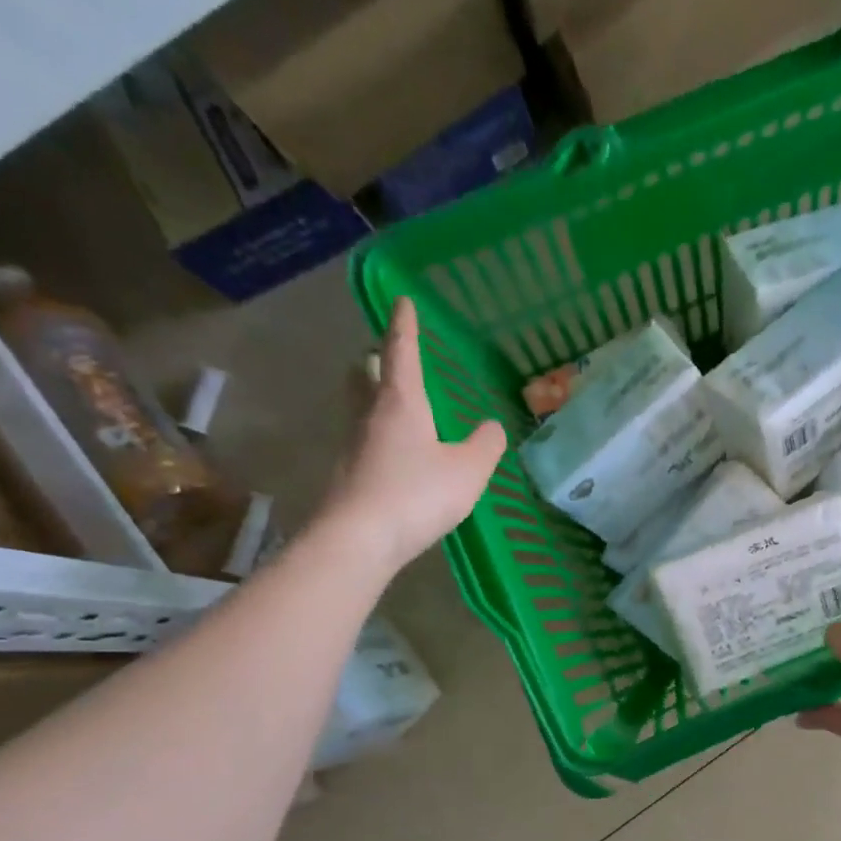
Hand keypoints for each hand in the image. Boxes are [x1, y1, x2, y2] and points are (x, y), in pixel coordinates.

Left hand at [320, 296, 505, 569]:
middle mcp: (370, 416)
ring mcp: (353, 446)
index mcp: (401, 403)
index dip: (405, 327)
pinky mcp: (348, 476)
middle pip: (365, 376)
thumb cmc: (417, 494)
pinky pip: (364, 442)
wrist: (359, 539)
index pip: (401, 353)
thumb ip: (485, 445)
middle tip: (384, 356)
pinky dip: (378, 436)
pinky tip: (393, 455)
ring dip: (372, 397)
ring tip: (392, 403)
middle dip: (375, 361)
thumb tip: (492, 427)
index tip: (401, 301)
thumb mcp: (468, 470)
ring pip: (360, 408)